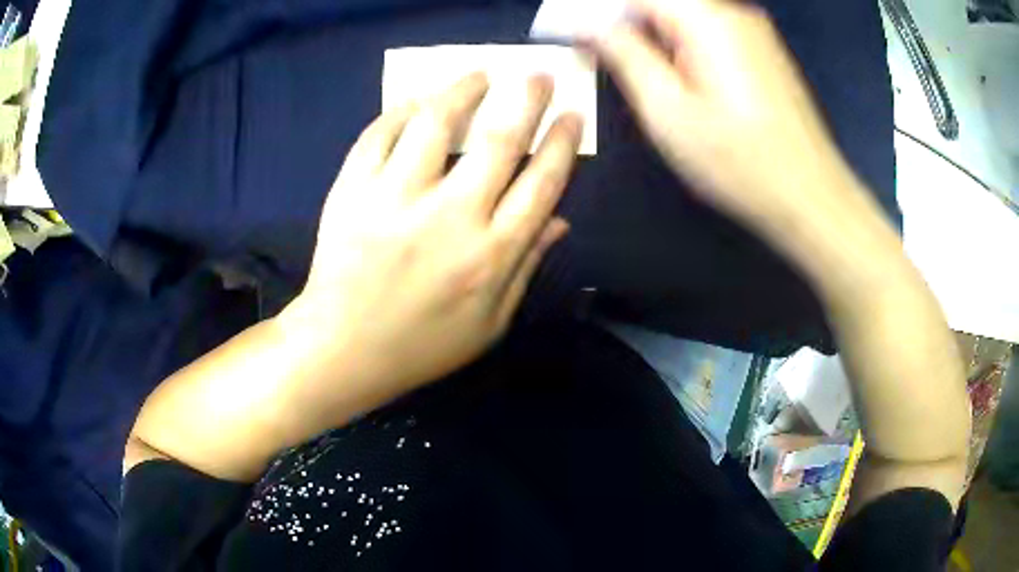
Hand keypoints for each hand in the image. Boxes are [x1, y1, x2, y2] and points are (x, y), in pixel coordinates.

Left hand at [281, 73, 581, 403]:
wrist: (342, 349)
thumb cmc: (421, 345)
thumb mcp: (489, 323)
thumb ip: (526, 266)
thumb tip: (560, 218)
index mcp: (490, 254)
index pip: (541, 183)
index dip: (562, 143)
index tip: (571, 114)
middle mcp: (449, 217)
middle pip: (499, 141)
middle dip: (527, 99)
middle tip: (537, 75)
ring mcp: (394, 199)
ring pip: (436, 124)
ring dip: (463, 90)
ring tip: (478, 75)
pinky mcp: (352, 191)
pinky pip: (379, 135)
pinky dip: (401, 111)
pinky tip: (418, 102)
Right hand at [591, 0, 865, 232]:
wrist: (811, 199)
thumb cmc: (739, 163)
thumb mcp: (668, 110)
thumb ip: (625, 55)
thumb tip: (589, 25)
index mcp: (708, 18)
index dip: (597, 8)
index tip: (568, 30)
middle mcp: (733, 12)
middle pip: (662, 1)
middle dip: (623, 22)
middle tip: (593, 52)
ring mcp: (753, 31)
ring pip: (684, 15)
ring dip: (649, 34)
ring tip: (627, 66)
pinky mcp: (762, 52)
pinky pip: (707, 31)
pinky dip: (677, 43)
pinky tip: (672, 75)